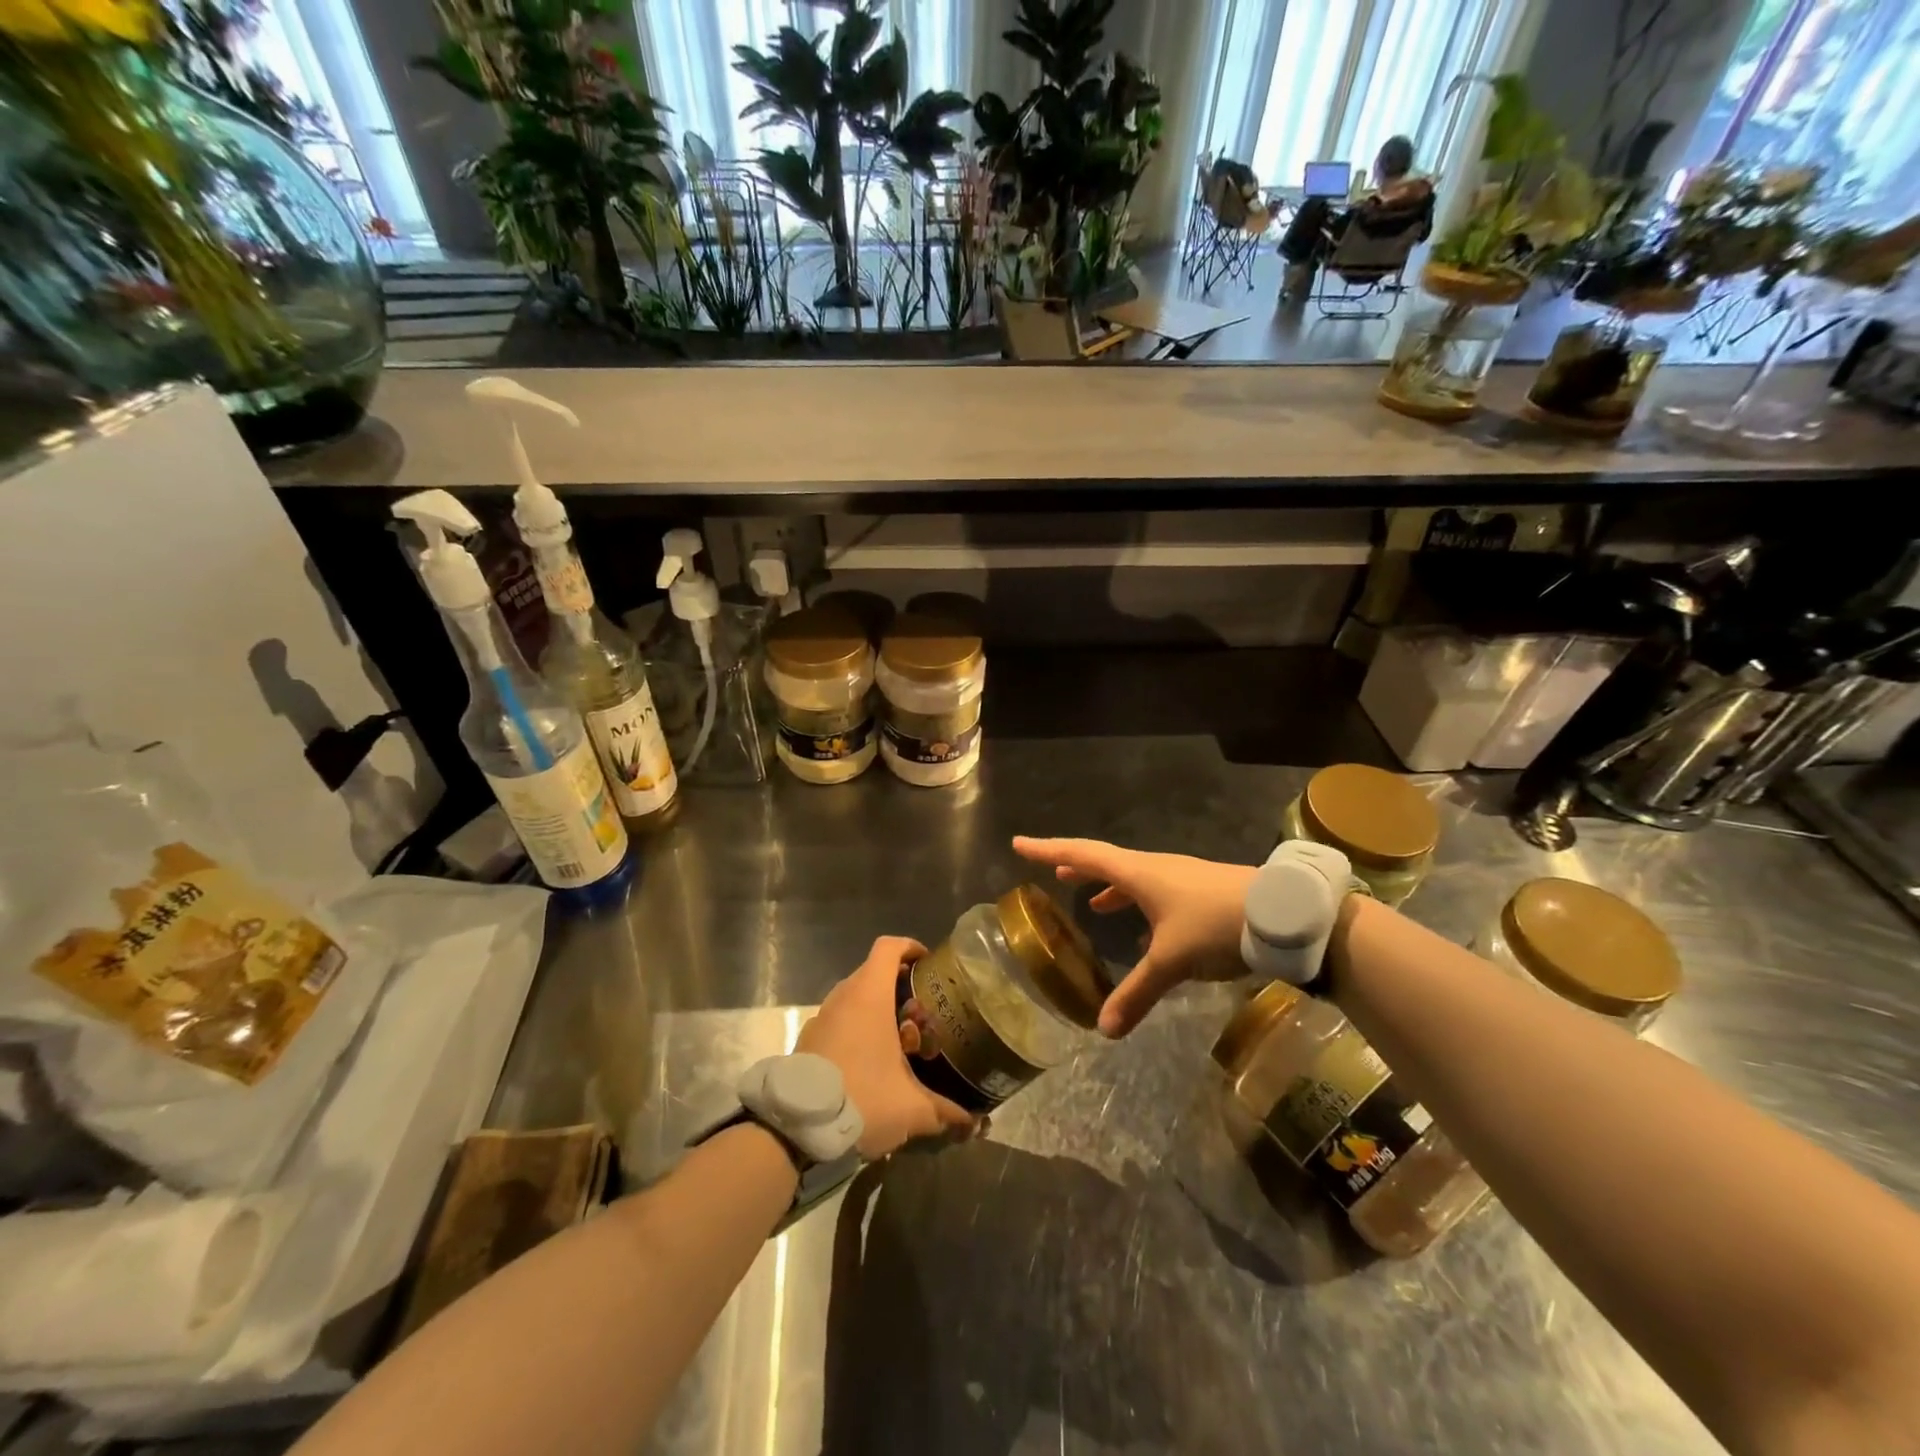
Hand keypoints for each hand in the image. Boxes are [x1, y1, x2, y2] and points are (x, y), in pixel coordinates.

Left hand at [797, 936, 977, 1158]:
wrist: (796, 1127)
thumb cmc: (861, 1098)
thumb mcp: (910, 1109)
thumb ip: (945, 1111)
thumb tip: (975, 1122)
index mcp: (869, 996)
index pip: (888, 947)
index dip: (910, 948)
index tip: (927, 964)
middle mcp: (843, 997)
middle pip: (873, 973)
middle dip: (899, 986)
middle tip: (922, 1013)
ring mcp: (821, 1017)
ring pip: (854, 998)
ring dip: (877, 1010)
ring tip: (899, 1040)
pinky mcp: (807, 1039)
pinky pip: (838, 1020)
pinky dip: (856, 1028)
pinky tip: (870, 1061)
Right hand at [1012, 837, 1255, 1037]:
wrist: (1281, 914)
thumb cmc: (1215, 924)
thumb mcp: (1172, 961)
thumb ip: (1137, 993)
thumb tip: (1103, 1031)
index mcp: (1138, 873)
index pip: (1082, 855)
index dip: (1048, 851)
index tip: (1019, 845)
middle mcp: (1154, 868)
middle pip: (1105, 861)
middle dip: (1076, 866)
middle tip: (1052, 871)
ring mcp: (1180, 877)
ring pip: (1133, 876)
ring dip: (1109, 885)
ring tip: (1094, 902)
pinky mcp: (1200, 890)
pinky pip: (1155, 891)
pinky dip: (1138, 903)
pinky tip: (1144, 930)